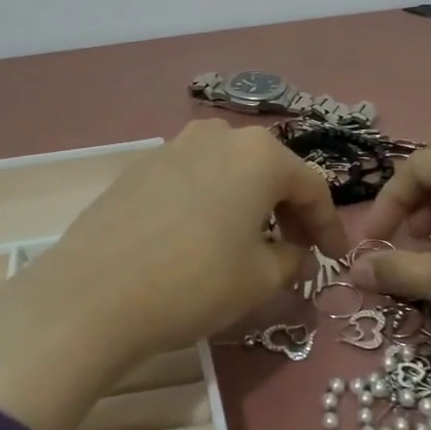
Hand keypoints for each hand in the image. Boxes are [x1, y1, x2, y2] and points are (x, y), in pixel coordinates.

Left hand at [0, 121, 346, 429]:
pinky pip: (193, 179)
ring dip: (249, 203)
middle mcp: (219, 136)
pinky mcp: (140, 166)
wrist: (94, 293)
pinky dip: (212, 203)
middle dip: (289, 210)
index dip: (329, 225)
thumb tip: (294, 253)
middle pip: (270, 171)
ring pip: (229, 172)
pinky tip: (203, 236)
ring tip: (251, 242)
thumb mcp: (260, 278)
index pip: (312, 187)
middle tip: (298, 249)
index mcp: (259, 154)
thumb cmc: (195, 282)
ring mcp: (174, 146)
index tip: (336, 258)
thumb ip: (291, 259)